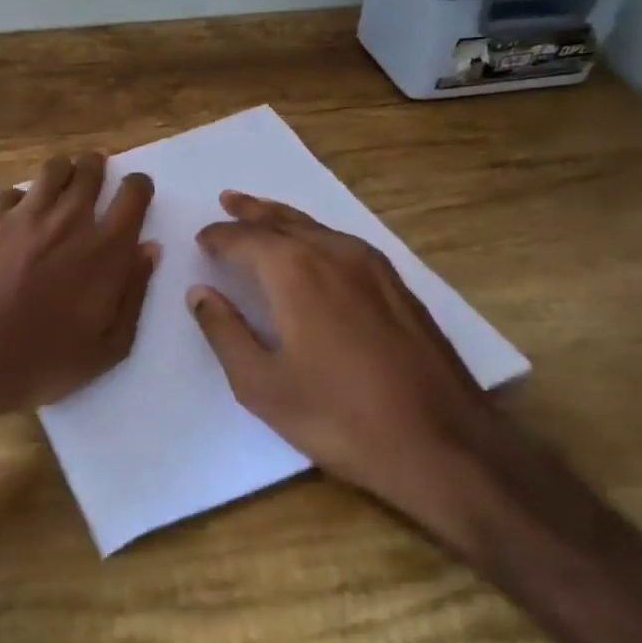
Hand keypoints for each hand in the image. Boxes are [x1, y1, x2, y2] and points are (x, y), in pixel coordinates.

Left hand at [0, 151, 157, 427]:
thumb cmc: (42, 361)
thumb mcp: (107, 348)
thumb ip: (134, 294)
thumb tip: (148, 250)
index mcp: (106, 250)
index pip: (133, 195)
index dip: (138, 187)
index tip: (134, 190)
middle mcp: (70, 220)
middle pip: (91, 171)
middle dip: (98, 167)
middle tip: (95, 174)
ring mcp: (26, 213)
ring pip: (53, 170)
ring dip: (64, 172)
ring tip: (61, 183)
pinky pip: (12, 192)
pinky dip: (20, 199)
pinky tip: (16, 216)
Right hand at [186, 191, 511, 557]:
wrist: (442, 443)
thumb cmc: (338, 417)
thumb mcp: (262, 384)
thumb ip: (225, 332)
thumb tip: (199, 293)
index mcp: (295, 272)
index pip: (245, 240)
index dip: (219, 237)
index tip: (201, 239)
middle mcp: (333, 253)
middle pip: (284, 221)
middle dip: (251, 212)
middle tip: (228, 200)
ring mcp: (374, 266)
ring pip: (318, 227)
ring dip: (285, 218)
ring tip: (263, 213)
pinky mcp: (399, 285)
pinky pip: (345, 242)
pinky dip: (317, 235)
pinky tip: (317, 247)